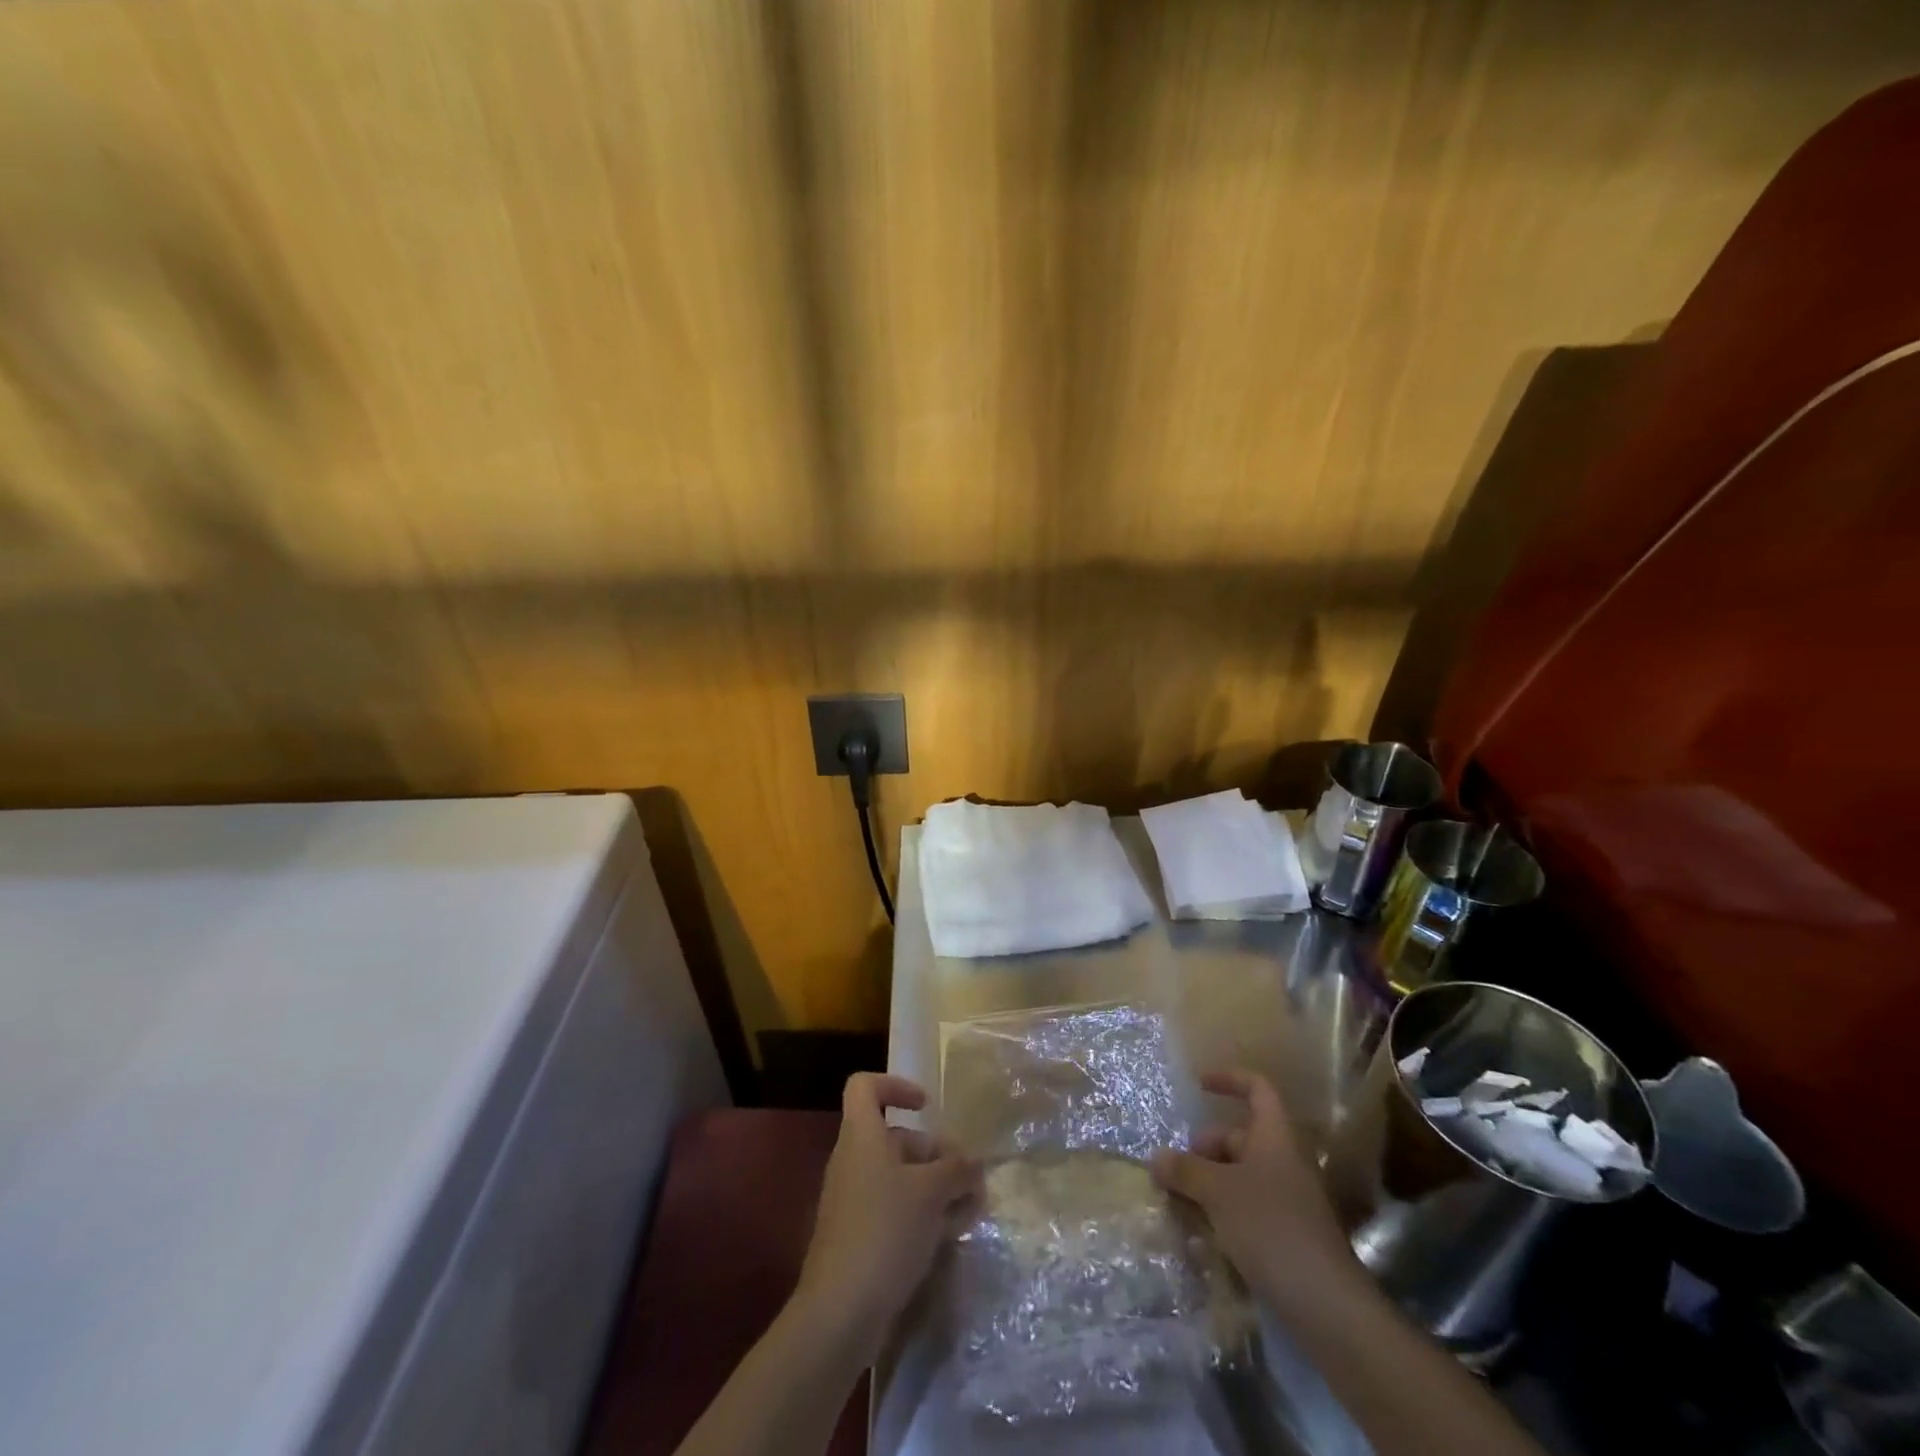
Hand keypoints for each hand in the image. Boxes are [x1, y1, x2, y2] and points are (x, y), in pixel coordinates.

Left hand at [793, 1073, 981, 1362]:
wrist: (840, 1312)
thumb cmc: (885, 1231)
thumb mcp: (931, 1192)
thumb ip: (957, 1169)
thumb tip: (973, 1163)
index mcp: (861, 1136)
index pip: (865, 1086)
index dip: (896, 1086)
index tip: (927, 1107)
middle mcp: (853, 1161)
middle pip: (895, 1137)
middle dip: (935, 1153)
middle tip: (969, 1176)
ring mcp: (854, 1201)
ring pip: (900, 1178)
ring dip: (936, 1188)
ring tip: (971, 1210)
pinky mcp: (859, 1237)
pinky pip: (894, 1210)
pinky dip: (922, 1215)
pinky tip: (951, 1236)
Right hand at [1151, 1069, 1362, 1314]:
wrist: (1327, 1306)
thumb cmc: (1271, 1228)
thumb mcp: (1218, 1193)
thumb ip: (1185, 1171)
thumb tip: (1157, 1157)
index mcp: (1274, 1138)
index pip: (1257, 1089)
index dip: (1229, 1080)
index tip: (1199, 1085)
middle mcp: (1283, 1162)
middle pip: (1240, 1137)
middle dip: (1205, 1148)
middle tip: (1176, 1169)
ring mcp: (1287, 1200)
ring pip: (1240, 1175)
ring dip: (1209, 1182)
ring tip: (1180, 1202)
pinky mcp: (1286, 1236)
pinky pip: (1247, 1207)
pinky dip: (1223, 1211)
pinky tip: (1201, 1232)